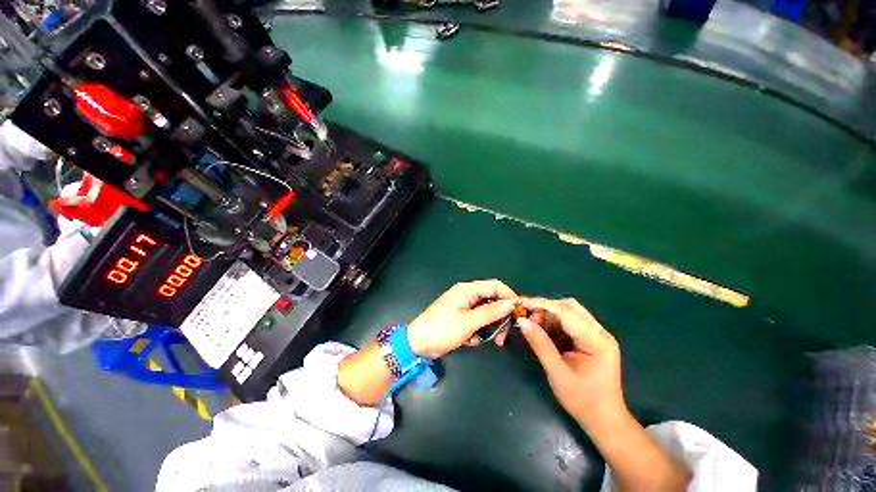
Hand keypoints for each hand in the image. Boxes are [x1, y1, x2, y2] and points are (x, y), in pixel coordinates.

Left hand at [407, 279, 517, 357]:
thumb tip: (511, 304)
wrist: (418, 344)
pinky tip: (470, 340)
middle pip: (492, 300)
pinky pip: (477, 321)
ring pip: (486, 313)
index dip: (509, 296)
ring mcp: (464, 307)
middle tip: (503, 336)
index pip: (494, 286)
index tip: (519, 312)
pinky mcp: (461, 317)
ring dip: (489, 327)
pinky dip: (478, 331)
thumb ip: (490, 312)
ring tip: (487, 341)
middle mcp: (467, 295)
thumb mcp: (468, 322)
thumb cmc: (441, 330)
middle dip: (500, 317)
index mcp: (467, 290)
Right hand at [516, 297, 624, 427]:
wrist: (604, 421)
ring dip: (548, 315)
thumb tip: (521, 321)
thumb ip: (540, 344)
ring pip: (569, 312)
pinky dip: (553, 323)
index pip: (567, 312)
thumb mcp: (557, 373)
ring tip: (533, 325)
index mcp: (597, 340)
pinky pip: (569, 323)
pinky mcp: (590, 340)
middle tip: (527, 317)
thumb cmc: (582, 401)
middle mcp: (599, 332)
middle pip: (570, 307)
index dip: (542, 304)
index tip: (521, 302)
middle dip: (546, 308)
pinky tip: (543, 331)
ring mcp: (596, 335)